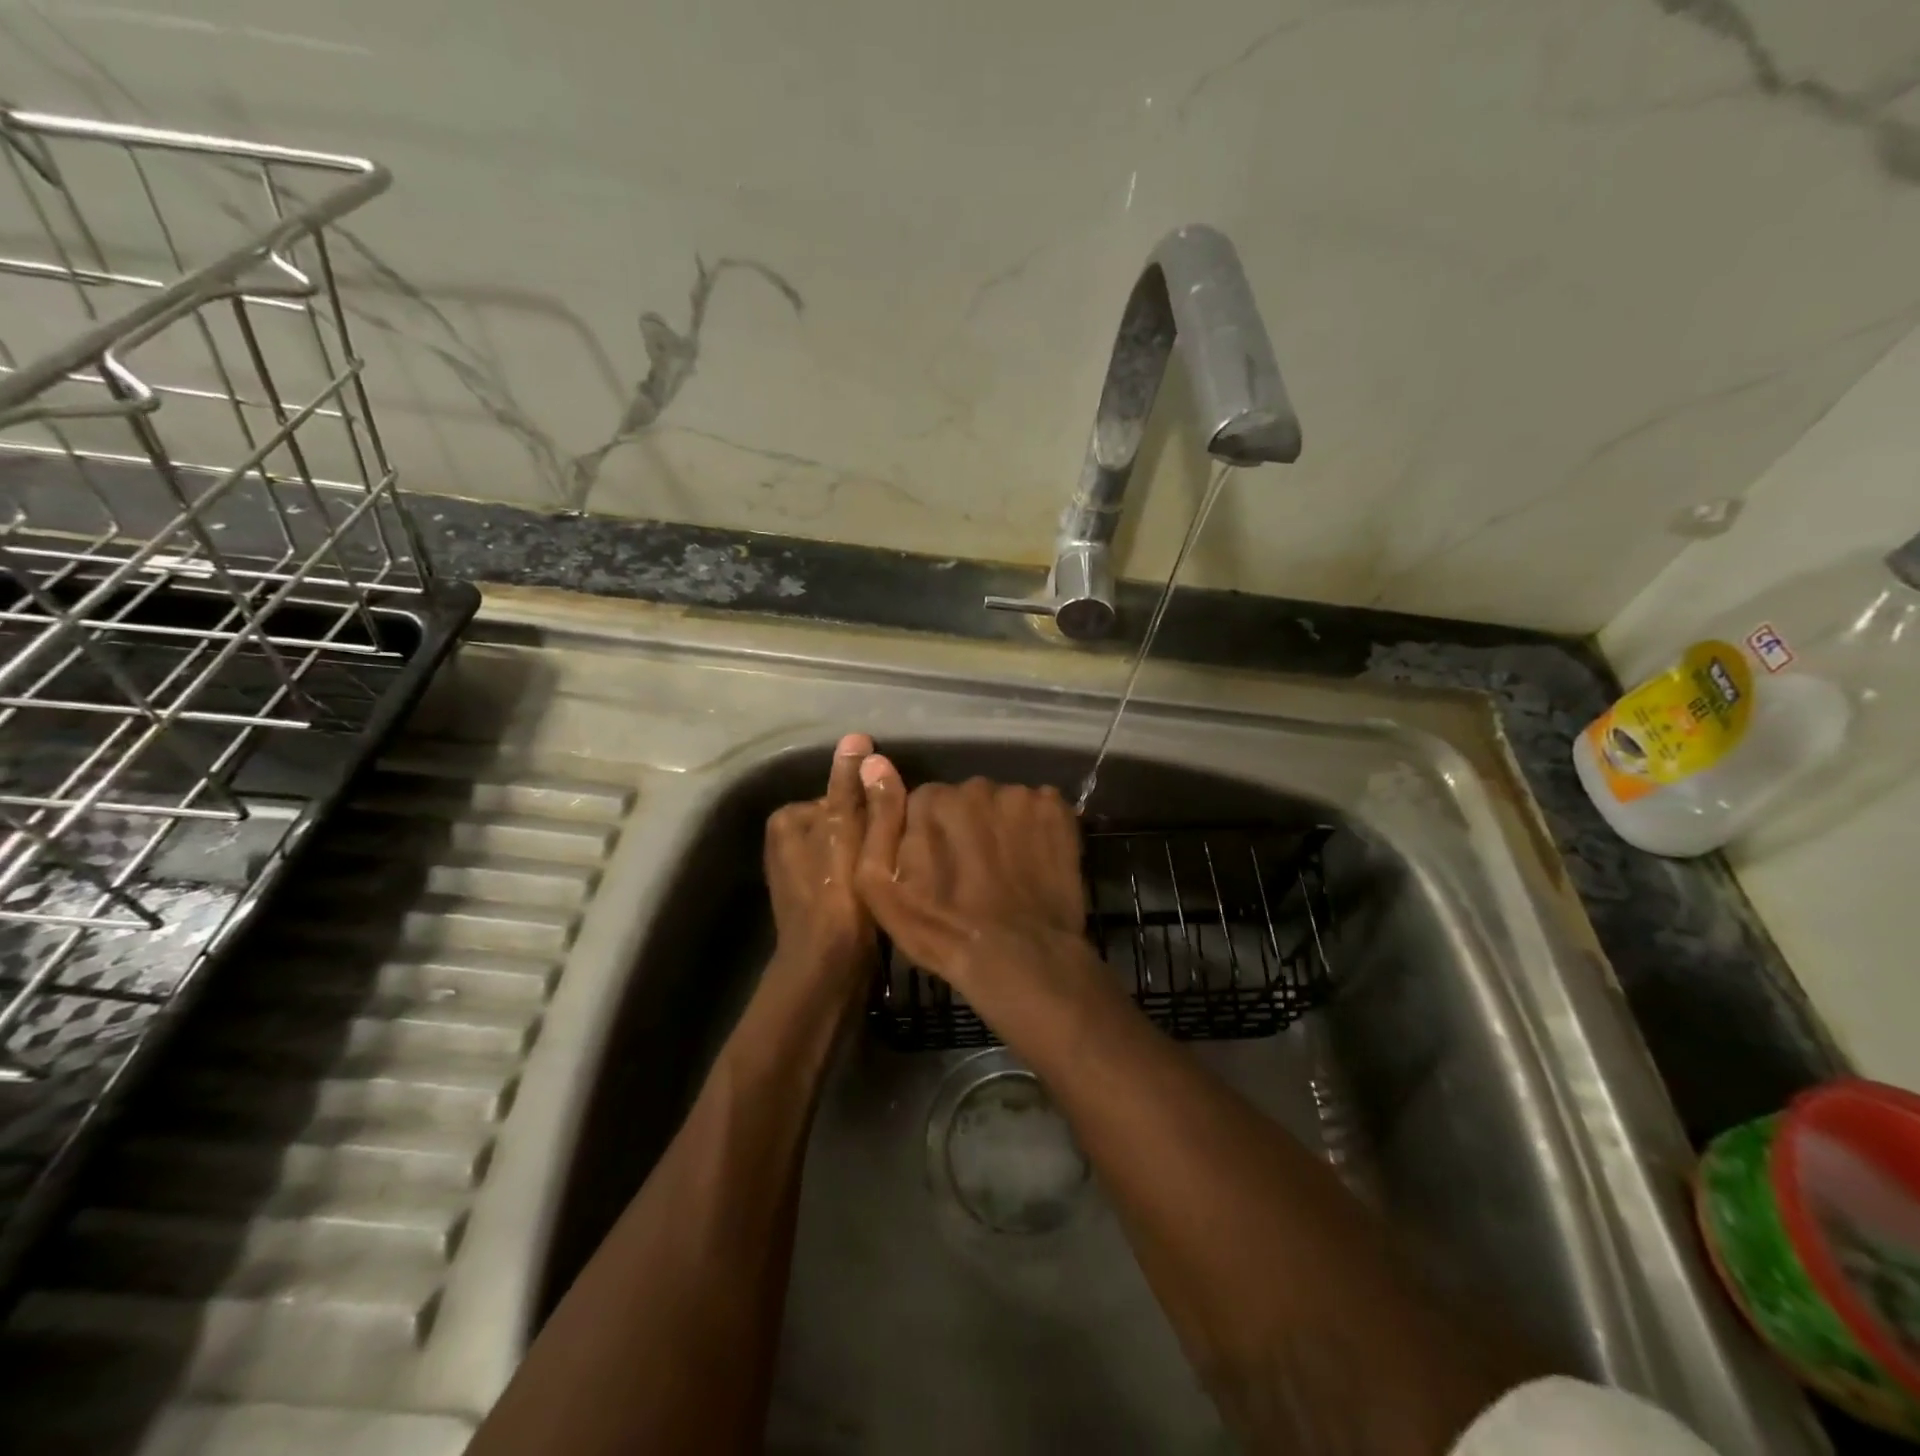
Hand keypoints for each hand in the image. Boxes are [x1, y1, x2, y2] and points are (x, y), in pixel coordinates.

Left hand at [763, 733, 875, 993]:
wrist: (829, 969)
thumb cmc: (840, 896)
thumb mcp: (850, 832)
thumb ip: (854, 787)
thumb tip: (855, 738)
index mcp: (788, 819)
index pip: (843, 795)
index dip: (874, 810)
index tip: (892, 829)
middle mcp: (785, 842)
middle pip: (847, 821)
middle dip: (872, 833)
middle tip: (894, 855)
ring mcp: (798, 873)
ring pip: (849, 847)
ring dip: (871, 855)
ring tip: (891, 873)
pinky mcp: (813, 899)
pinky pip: (846, 871)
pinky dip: (864, 876)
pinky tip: (880, 891)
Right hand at [854, 761, 1094, 1004]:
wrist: (1021, 959)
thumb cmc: (942, 930)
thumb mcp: (882, 887)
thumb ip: (877, 820)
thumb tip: (873, 762)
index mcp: (932, 800)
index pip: (924, 804)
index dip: (929, 837)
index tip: (937, 869)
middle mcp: (976, 786)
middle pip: (965, 800)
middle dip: (966, 827)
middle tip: (971, 872)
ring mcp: (1022, 797)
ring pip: (1002, 805)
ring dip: (1000, 828)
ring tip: (1004, 870)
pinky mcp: (1058, 811)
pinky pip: (1038, 809)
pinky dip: (1035, 829)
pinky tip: (1032, 862)